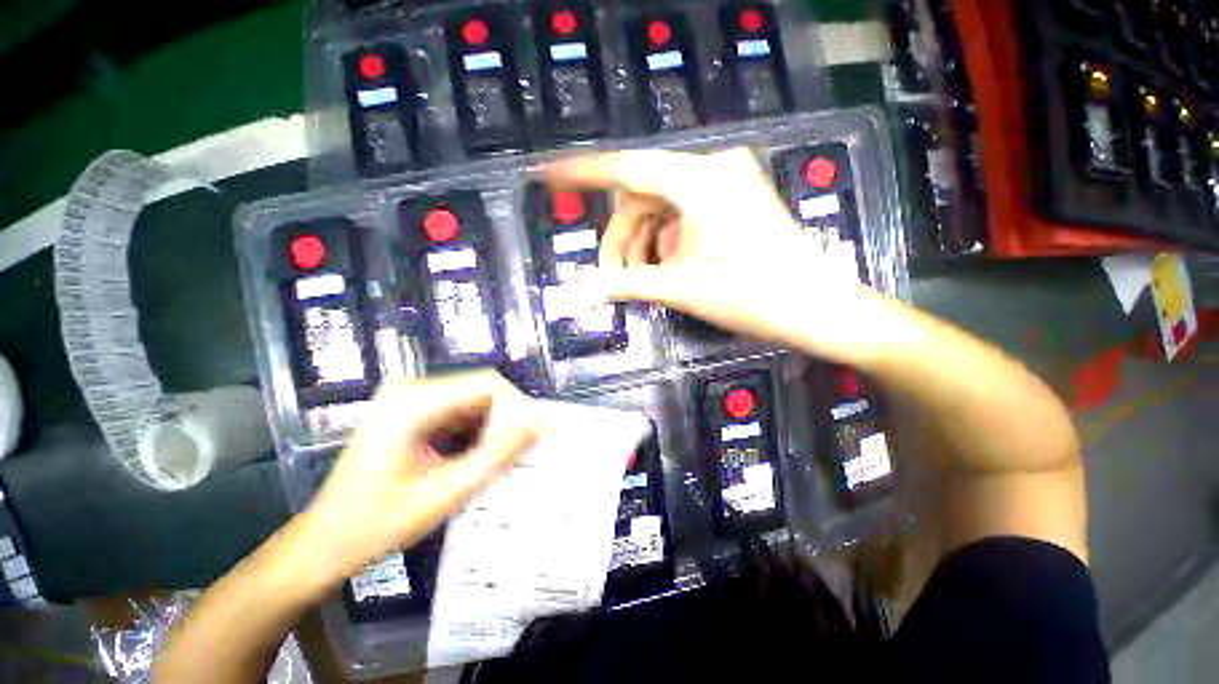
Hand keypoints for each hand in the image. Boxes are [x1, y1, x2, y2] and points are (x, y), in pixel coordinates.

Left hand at [300, 371, 538, 583]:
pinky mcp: (413, 412)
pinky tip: (479, 457)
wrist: (324, 543)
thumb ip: (495, 456)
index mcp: (413, 401)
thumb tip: (539, 426)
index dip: (519, 407)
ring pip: (475, 400)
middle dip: (508, 419)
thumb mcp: (445, 493)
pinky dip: (478, 431)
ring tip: (503, 458)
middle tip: (522, 452)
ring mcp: (410, 399)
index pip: (488, 385)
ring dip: (495, 426)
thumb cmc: (377, 524)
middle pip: (482, 389)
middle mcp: (412, 390)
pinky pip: (461, 411)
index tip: (535, 437)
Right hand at [547, 149, 875, 359]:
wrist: (816, 308)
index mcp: (700, 180)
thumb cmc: (752, 296)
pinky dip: (665, 243)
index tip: (549, 175)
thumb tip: (575, 296)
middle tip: (611, 277)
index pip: (627, 168)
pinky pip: (681, 217)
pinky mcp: (731, 204)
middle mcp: (712, 170)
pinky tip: (665, 270)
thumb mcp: (680, 287)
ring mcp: (725, 186)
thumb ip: (623, 285)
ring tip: (640, 280)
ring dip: (643, 245)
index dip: (584, 172)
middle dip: (622, 239)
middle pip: (642, 198)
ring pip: (660, 210)